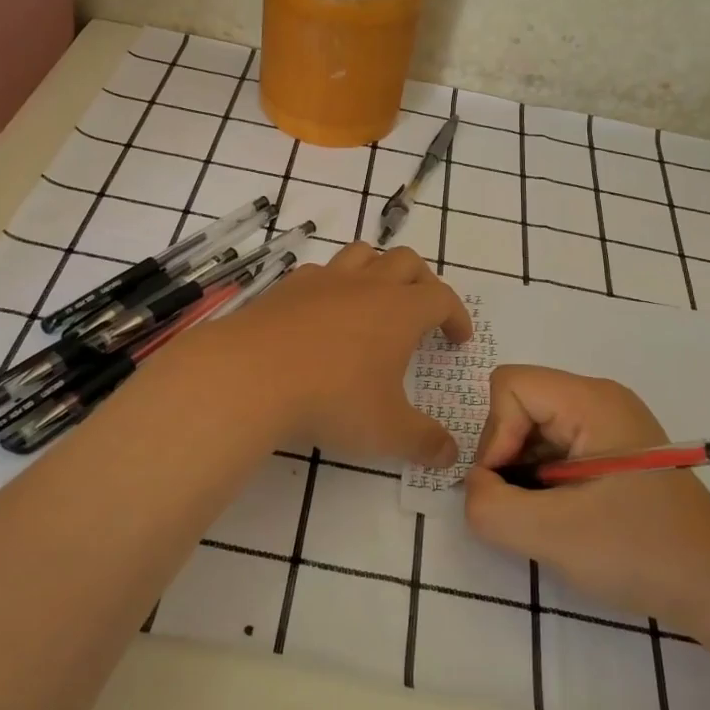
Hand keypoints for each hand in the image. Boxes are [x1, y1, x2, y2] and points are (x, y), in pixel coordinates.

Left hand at [208, 242, 471, 467]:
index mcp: (400, 310)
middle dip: (423, 282)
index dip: (456, 316)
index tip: (458, 338)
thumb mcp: (387, 431)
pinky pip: (321, 271)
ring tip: (377, 298)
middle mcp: (367, 284)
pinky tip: (325, 310)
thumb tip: (450, 454)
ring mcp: (324, 280)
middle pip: (407, 262)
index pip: (442, 298)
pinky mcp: (288, 286)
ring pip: (363, 254)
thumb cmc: (332, 399)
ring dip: (379, 269)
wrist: (251, 375)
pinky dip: (334, 283)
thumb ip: (423, 442)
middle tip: (423, 312)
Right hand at [463, 365, 709, 624]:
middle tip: (521, 508)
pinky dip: (542, 481)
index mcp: (592, 400)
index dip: (494, 435)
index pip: (509, 386)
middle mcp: (599, 400)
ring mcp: (608, 425)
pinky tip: (560, 517)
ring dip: (523, 472)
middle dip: (506, 456)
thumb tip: (475, 488)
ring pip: (533, 429)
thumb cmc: (642, 552)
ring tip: (543, 517)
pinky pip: (554, 449)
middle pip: (519, 405)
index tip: (505, 487)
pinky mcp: (611, 453)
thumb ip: (490, 507)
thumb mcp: (553, 534)